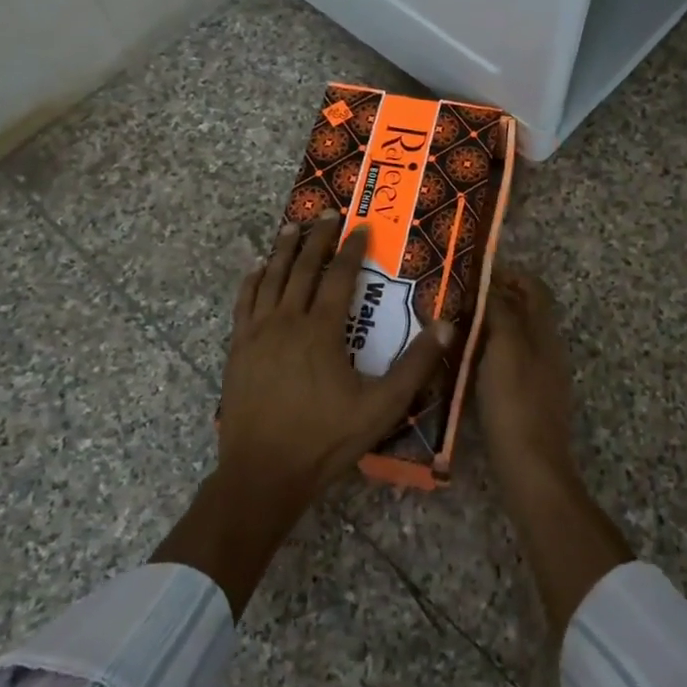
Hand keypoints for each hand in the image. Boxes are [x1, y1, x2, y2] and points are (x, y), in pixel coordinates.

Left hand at [219, 213, 452, 513]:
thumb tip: (448, 326)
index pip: (339, 276)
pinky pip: (244, 302)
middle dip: (317, 238)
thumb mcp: (382, 407)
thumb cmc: (326, 439)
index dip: (351, 249)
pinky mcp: (239, 348)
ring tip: (292, 227)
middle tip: (326, 213)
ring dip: (284, 250)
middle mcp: (288, 321)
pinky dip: (252, 280)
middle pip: (303, 267)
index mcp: (322, 330)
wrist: (263, 472)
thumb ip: (416, 365)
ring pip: (271, 278)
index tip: (360, 227)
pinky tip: (257, 268)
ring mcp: (258, 333)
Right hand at [474, 268, 630, 635]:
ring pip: (514, 337)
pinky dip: (487, 351)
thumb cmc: (516, 402)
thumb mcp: (506, 349)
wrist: (531, 468)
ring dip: (488, 324)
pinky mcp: (526, 399)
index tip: (476, 269)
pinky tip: (461, 360)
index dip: (509, 273)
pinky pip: (506, 361)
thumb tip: (493, 284)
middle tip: (457, 294)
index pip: (534, 288)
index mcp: (545, 332)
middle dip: (495, 297)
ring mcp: (539, 376)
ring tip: (453, 323)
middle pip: (524, 310)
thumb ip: (501, 312)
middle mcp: (546, 349)